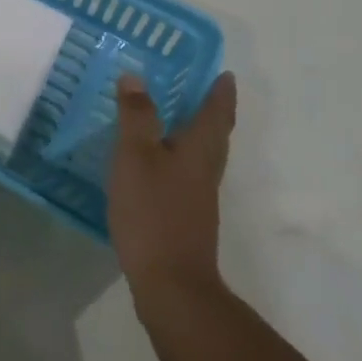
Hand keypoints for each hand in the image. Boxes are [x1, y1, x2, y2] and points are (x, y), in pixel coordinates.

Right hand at [109, 70, 236, 297]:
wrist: (172, 286)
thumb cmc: (154, 212)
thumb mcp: (136, 156)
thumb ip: (136, 116)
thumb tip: (136, 77)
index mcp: (198, 150)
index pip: (216, 113)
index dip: (220, 93)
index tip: (225, 74)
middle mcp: (205, 171)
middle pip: (215, 135)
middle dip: (211, 112)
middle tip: (200, 89)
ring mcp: (198, 198)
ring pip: (201, 156)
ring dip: (194, 134)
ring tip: (174, 119)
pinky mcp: (185, 218)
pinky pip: (186, 175)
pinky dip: (177, 159)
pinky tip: (155, 164)